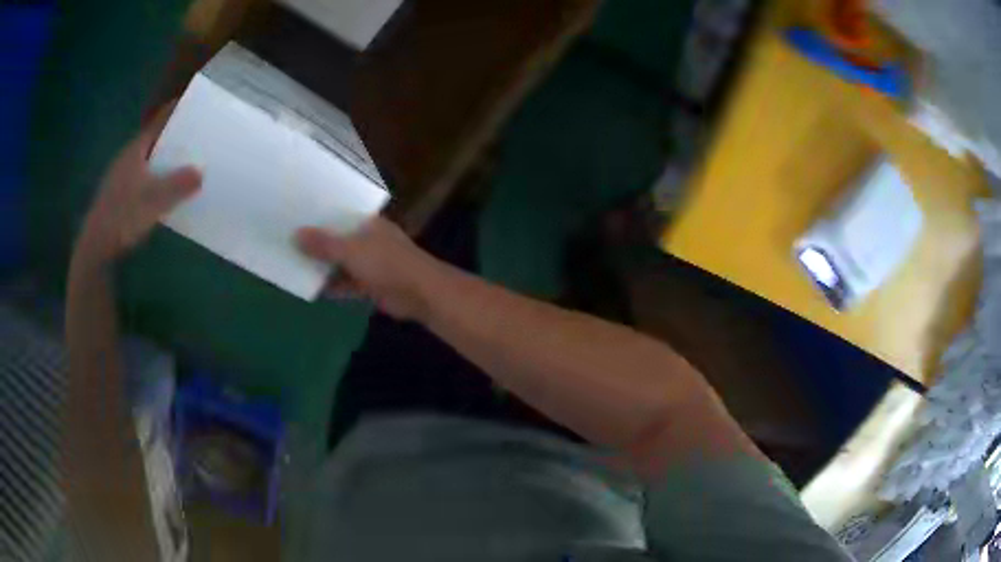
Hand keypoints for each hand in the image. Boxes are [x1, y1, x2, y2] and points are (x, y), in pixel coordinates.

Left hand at [76, 108, 201, 264]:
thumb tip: (201, 172)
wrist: (96, 248)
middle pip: (153, 140)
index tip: (193, 105)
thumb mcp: (154, 200)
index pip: (158, 122)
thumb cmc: (123, 217)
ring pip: (147, 161)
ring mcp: (120, 179)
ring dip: (163, 161)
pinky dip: (154, 179)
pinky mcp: (118, 198)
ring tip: (182, 164)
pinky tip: (163, 192)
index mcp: (135, 150)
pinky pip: (142, 180)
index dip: (175, 111)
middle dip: (172, 137)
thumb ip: (178, 185)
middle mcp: (127, 159)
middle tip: (194, 137)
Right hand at [296, 218, 442, 319]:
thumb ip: (323, 244)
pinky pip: (346, 283)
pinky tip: (311, 289)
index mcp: (368, 222)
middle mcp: (369, 239)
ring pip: (341, 262)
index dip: (319, 215)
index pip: (339, 214)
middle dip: (317, 242)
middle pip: (338, 239)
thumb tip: (295, 234)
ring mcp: (371, 263)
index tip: (295, 215)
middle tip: (287, 241)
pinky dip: (332, 285)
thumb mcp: (350, 250)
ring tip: (293, 264)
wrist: (419, 293)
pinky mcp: (371, 285)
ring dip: (323, 266)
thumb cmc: (386, 263)